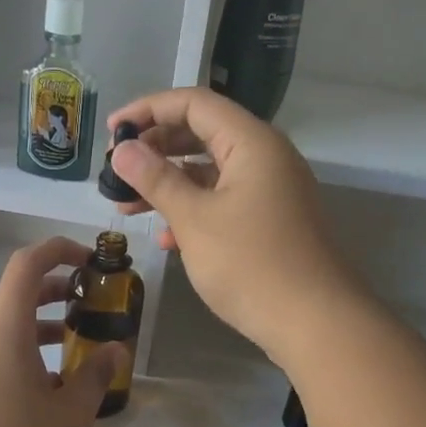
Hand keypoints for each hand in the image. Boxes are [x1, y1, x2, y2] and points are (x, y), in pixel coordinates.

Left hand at [0, 237, 118, 426]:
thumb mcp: (70, 415)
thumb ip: (96, 376)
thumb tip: (115, 350)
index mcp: (4, 329)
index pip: (26, 264)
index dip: (58, 250)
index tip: (88, 262)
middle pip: (12, 291)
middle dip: (51, 288)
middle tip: (85, 304)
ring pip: (0, 324)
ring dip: (36, 323)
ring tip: (70, 347)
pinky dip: (18, 350)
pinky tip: (41, 388)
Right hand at [103, 88, 366, 364]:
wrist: (314, 322)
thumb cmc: (251, 264)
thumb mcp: (194, 219)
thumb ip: (156, 179)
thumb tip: (123, 150)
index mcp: (252, 142)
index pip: (194, 104)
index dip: (148, 110)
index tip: (111, 131)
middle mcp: (265, 157)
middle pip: (202, 135)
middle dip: (155, 151)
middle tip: (117, 172)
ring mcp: (271, 191)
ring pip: (210, 172)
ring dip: (169, 185)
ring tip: (127, 206)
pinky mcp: (271, 221)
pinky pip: (224, 201)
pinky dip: (193, 210)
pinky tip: (167, 238)